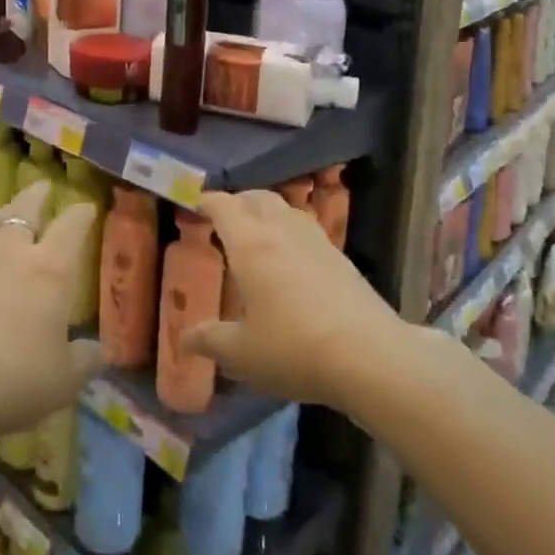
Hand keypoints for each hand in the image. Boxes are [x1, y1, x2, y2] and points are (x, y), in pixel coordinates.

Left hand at [0, 181, 102, 444]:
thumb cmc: (16, 378)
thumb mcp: (63, 380)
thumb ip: (83, 361)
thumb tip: (97, 351)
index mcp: (51, 269)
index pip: (71, 227)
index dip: (81, 214)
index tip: (87, 207)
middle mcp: (13, 252)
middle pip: (26, 209)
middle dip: (37, 196)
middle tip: (44, 186)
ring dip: (4, 212)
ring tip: (8, 212)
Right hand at [182, 190, 405, 411]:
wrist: (370, 357)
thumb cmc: (294, 348)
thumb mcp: (242, 353)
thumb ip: (210, 341)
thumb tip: (184, 339)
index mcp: (250, 243)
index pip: (222, 205)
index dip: (205, 202)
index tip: (194, 206)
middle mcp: (281, 230)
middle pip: (255, 197)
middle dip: (236, 202)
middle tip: (222, 220)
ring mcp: (315, 240)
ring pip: (284, 209)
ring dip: (265, 212)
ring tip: (256, 236)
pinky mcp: (340, 256)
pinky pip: (305, 227)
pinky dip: (289, 231)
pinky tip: (290, 260)